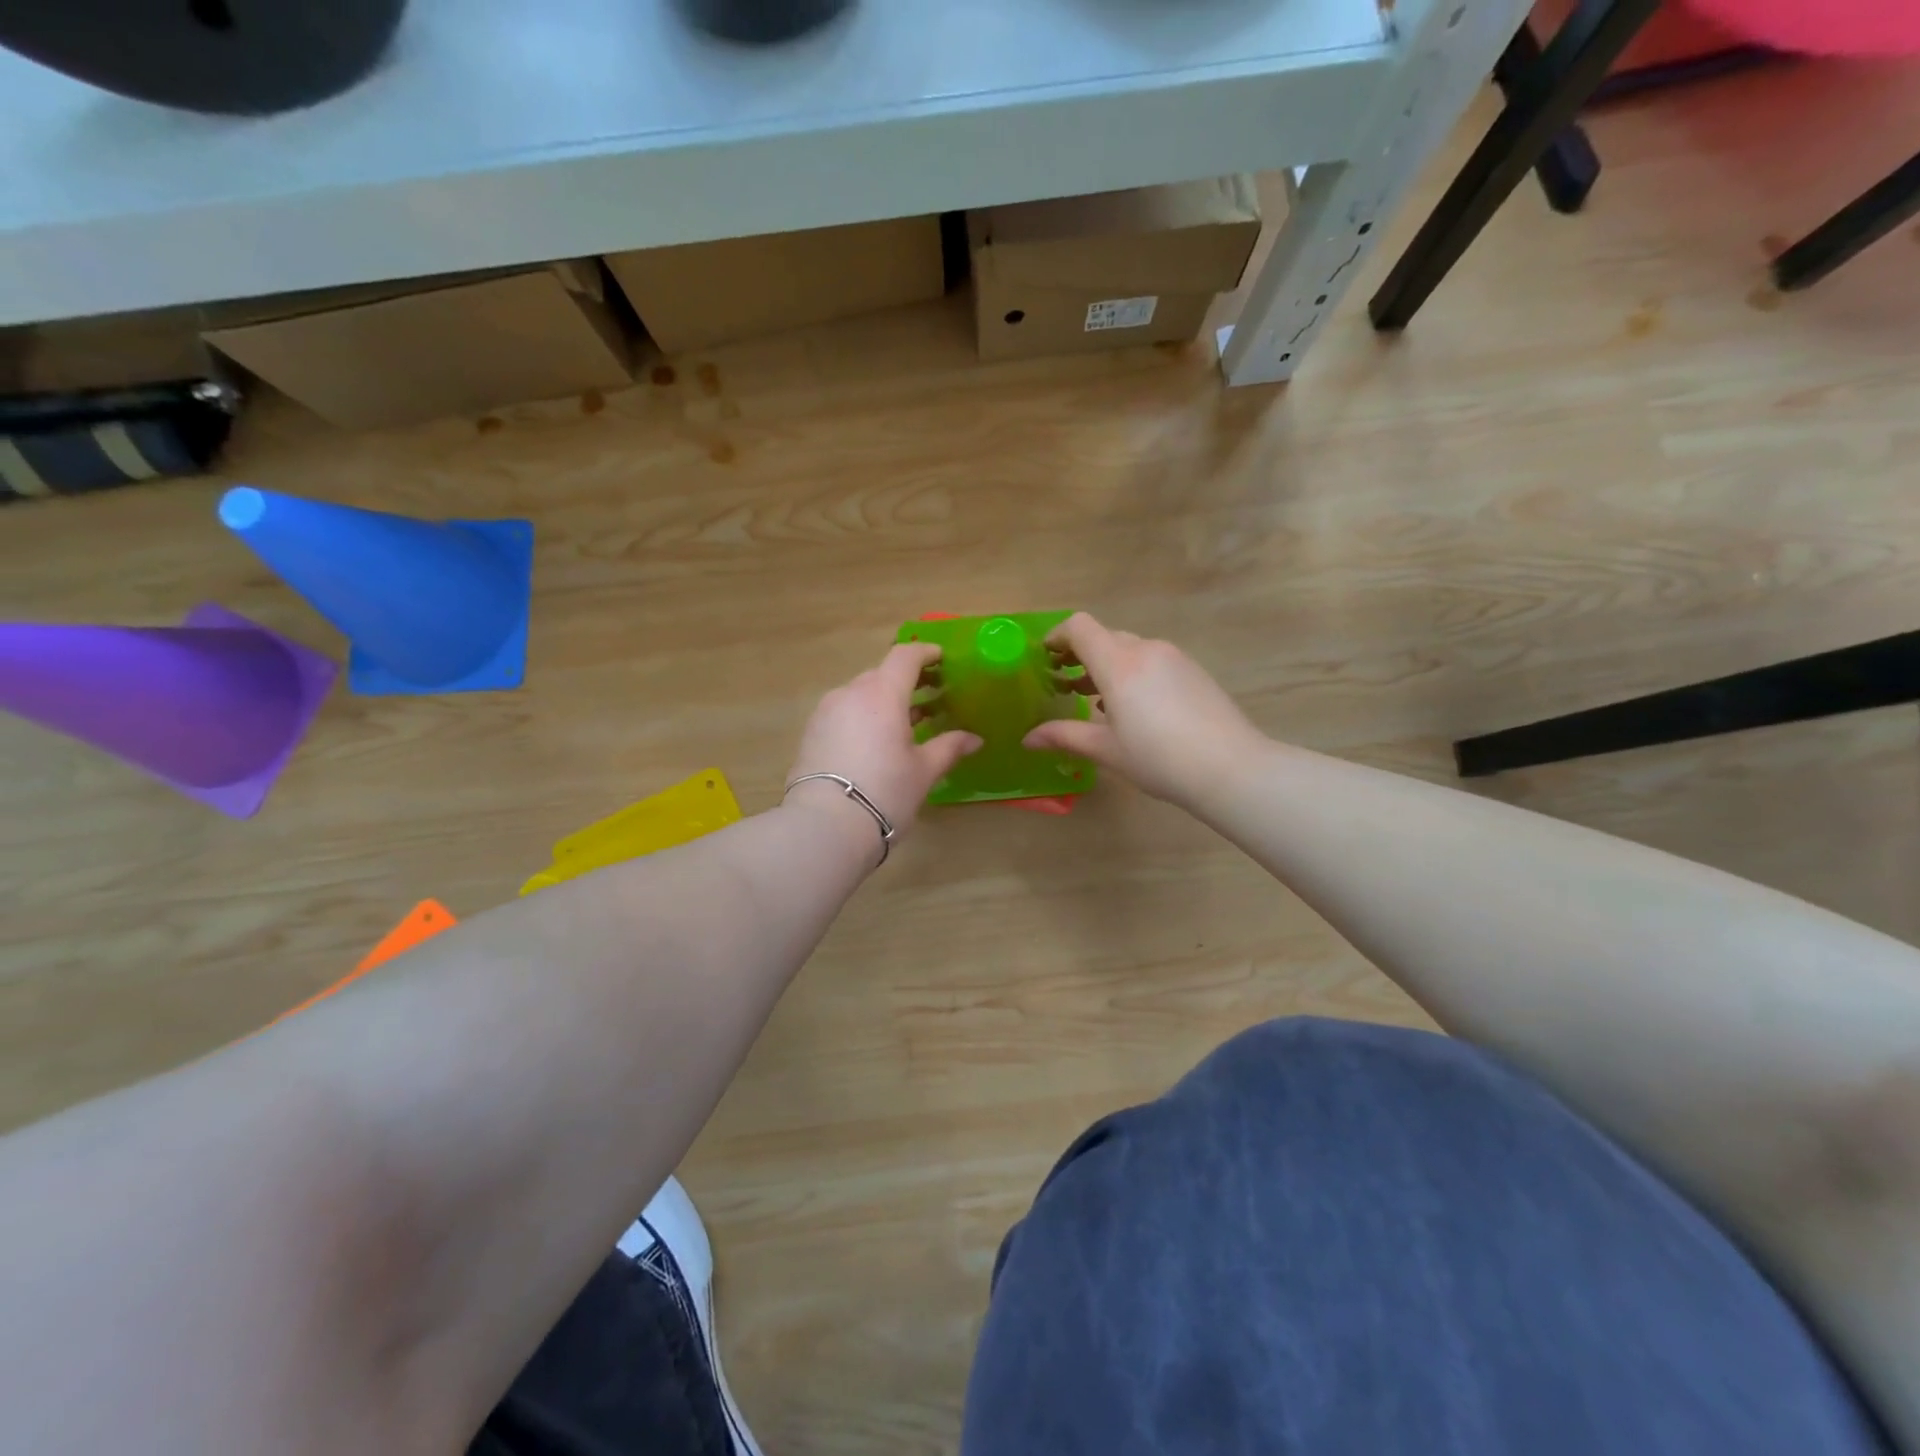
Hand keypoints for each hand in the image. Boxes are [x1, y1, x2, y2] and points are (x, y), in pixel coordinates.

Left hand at [785, 642, 981, 848]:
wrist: (825, 826)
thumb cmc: (885, 792)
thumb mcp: (923, 771)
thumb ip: (949, 747)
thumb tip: (974, 738)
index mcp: (882, 693)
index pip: (905, 656)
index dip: (926, 653)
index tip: (943, 659)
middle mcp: (851, 693)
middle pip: (882, 674)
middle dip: (907, 680)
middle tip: (931, 695)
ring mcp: (826, 711)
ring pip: (861, 694)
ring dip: (884, 700)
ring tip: (907, 722)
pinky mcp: (812, 732)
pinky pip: (844, 712)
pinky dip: (864, 716)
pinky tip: (877, 741)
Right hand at [1022, 612, 1265, 804]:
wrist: (1232, 768)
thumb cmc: (1159, 759)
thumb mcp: (1106, 750)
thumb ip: (1064, 736)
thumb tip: (1027, 738)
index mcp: (1119, 664)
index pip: (1080, 627)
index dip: (1057, 636)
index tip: (1044, 658)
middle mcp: (1146, 650)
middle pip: (1104, 637)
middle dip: (1080, 655)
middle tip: (1063, 685)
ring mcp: (1174, 658)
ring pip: (1129, 649)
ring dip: (1106, 666)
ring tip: (1094, 701)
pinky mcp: (1193, 671)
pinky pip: (1152, 660)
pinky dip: (1132, 674)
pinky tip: (1133, 710)